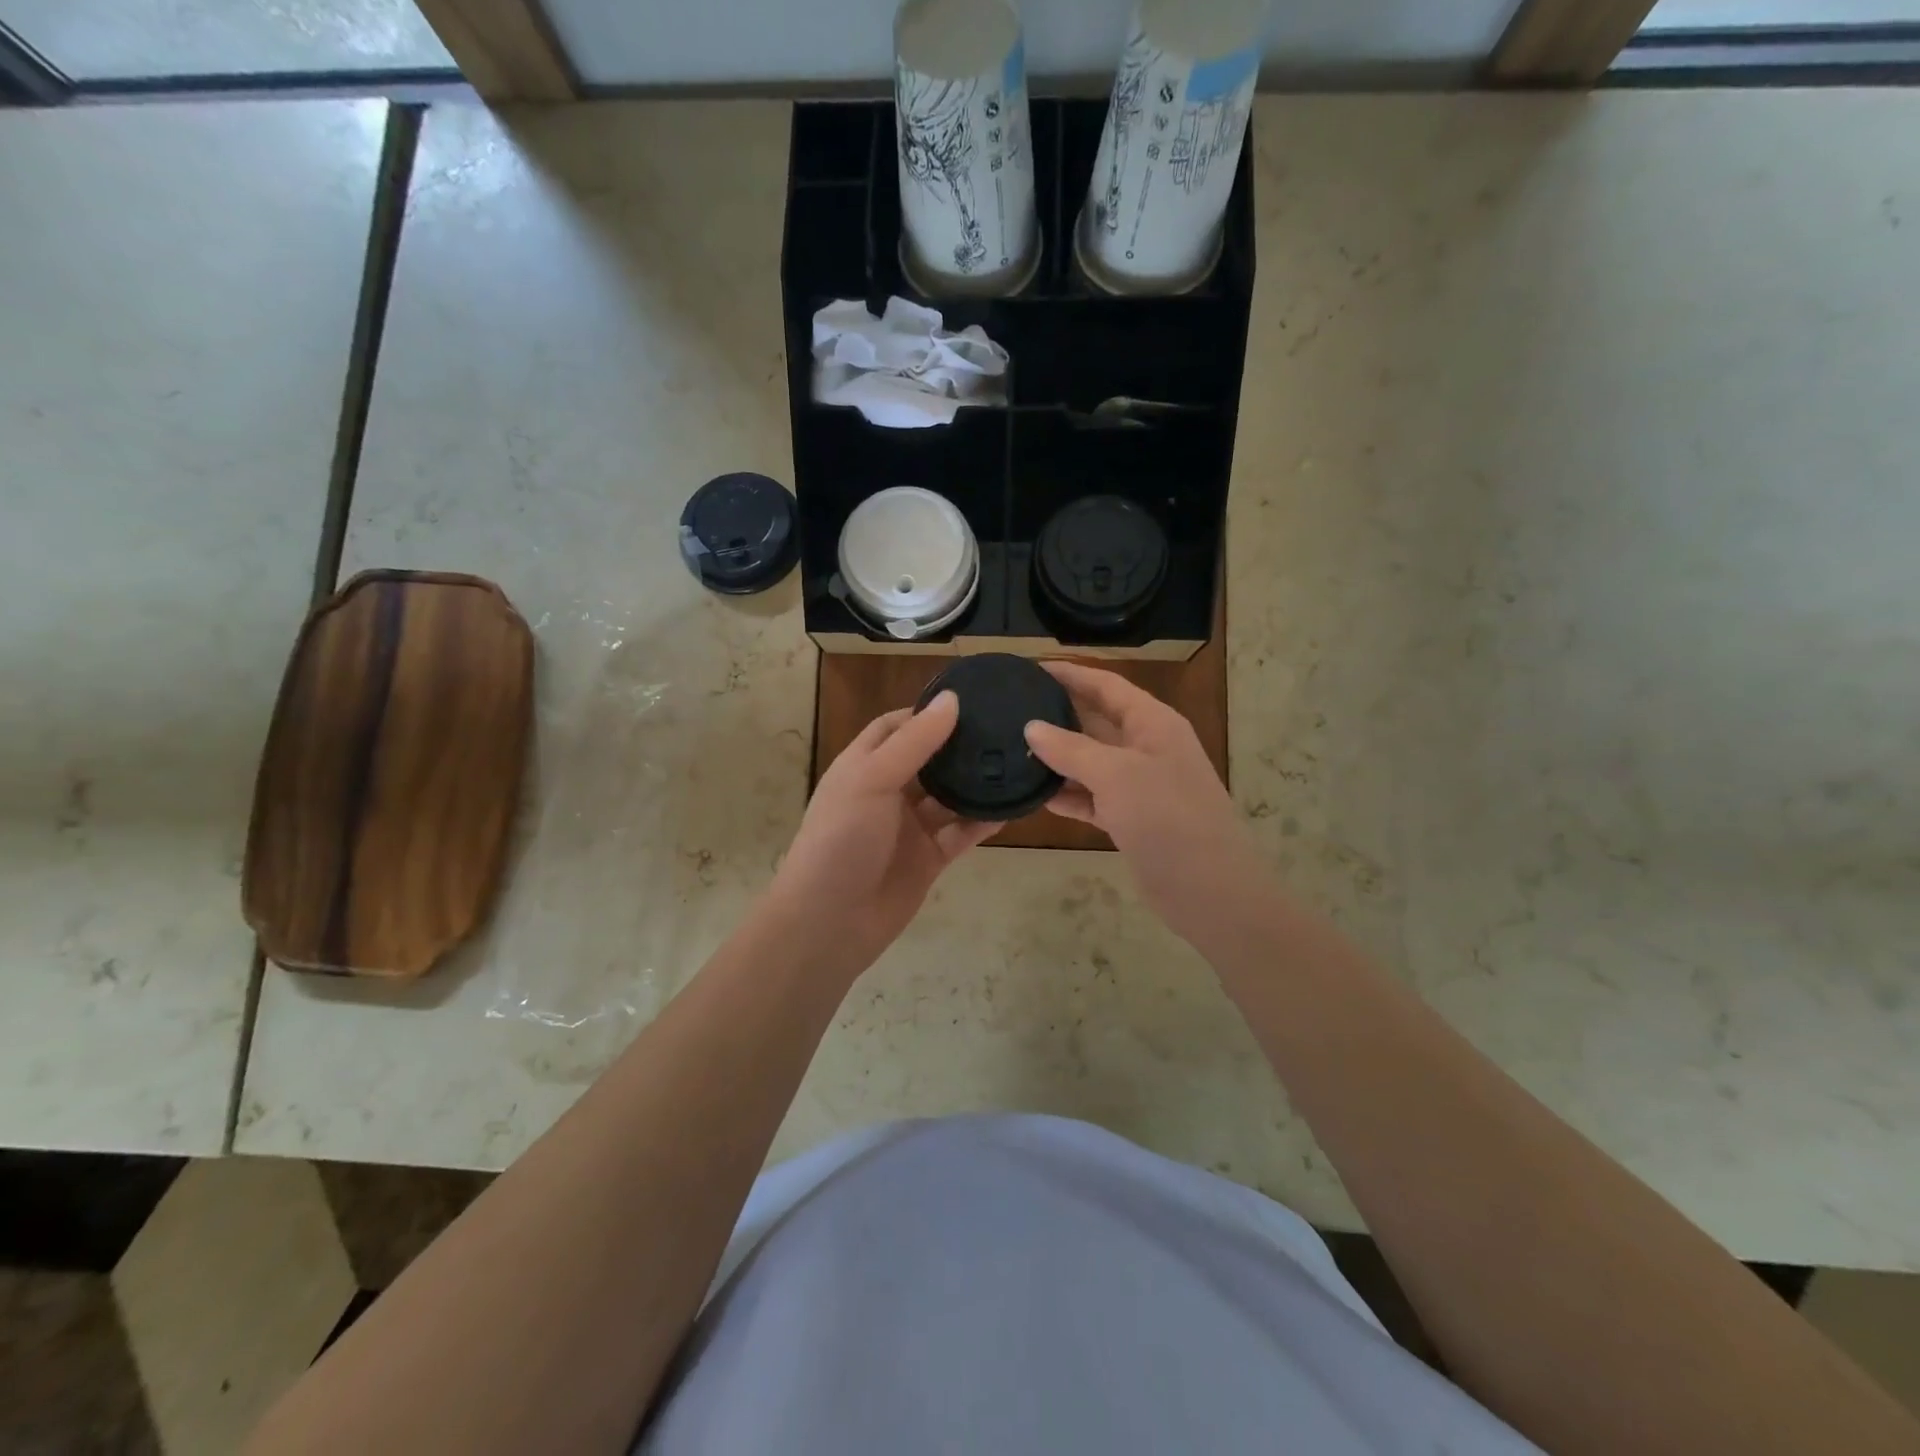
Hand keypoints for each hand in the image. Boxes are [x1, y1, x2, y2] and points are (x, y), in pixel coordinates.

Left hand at [766, 692, 998, 973]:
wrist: (830, 922)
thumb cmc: (842, 839)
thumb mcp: (872, 779)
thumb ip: (914, 742)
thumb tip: (952, 699)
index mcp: (863, 766)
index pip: (896, 727)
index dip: (926, 712)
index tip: (970, 700)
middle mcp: (887, 792)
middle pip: (928, 759)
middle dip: (960, 746)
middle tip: (1006, 727)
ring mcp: (909, 827)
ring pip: (949, 797)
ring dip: (976, 783)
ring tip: (1017, 761)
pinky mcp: (929, 859)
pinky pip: (961, 833)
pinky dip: (983, 820)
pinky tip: (1013, 807)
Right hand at [1025, 662, 1266, 948]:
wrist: (1208, 888)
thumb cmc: (1166, 816)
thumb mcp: (1116, 774)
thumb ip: (1071, 749)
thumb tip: (1031, 727)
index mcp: (1153, 723)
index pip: (1107, 685)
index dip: (1071, 674)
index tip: (1031, 668)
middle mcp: (1147, 747)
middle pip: (1097, 721)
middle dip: (1058, 715)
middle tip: (1012, 711)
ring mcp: (1140, 785)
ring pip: (1091, 762)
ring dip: (1058, 759)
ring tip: (1012, 751)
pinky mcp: (1131, 819)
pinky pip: (1092, 798)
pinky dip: (1068, 796)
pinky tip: (1036, 795)